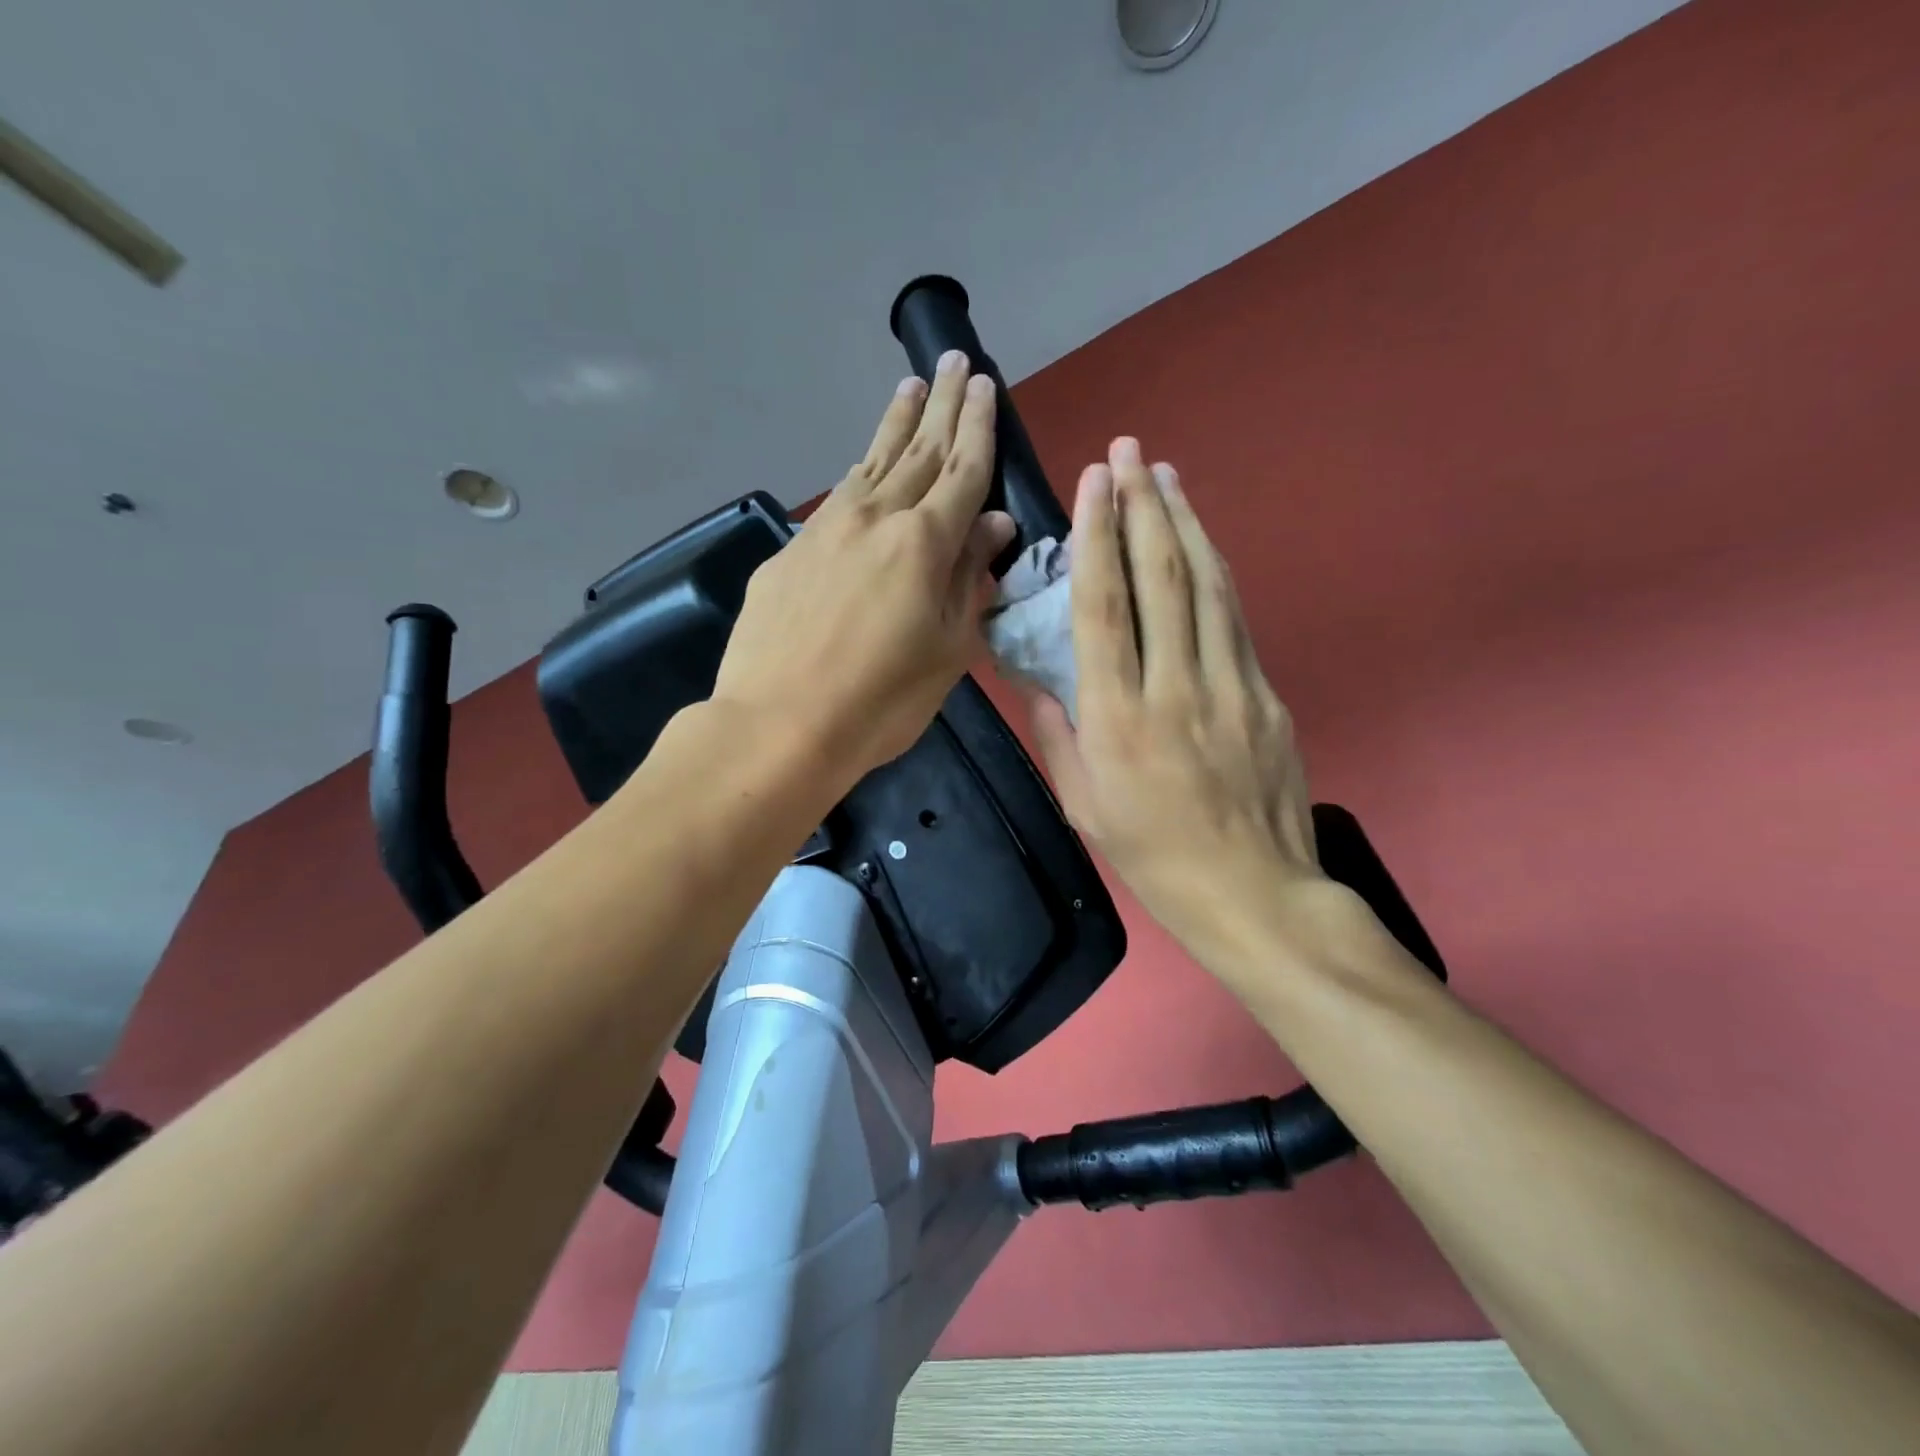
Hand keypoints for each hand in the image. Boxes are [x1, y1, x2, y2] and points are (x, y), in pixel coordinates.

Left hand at [712, 351, 1013, 787]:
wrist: (779, 724)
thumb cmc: (881, 699)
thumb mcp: (948, 649)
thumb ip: (970, 579)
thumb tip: (994, 524)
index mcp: (924, 542)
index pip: (963, 471)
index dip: (978, 427)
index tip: (984, 385)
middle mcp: (876, 518)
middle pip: (918, 452)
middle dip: (942, 406)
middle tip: (955, 362)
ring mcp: (827, 530)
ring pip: (871, 462)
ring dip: (896, 424)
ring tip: (911, 388)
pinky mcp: (791, 551)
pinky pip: (838, 498)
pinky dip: (859, 471)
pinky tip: (863, 465)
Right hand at [1024, 438, 1325, 969]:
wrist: (1253, 891)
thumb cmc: (1153, 853)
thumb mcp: (1084, 804)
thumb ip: (1056, 733)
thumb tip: (1036, 678)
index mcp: (1119, 719)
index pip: (1105, 609)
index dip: (1097, 538)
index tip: (1094, 483)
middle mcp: (1176, 688)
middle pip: (1161, 579)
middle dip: (1143, 507)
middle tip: (1131, 452)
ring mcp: (1231, 687)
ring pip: (1208, 587)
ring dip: (1186, 524)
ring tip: (1167, 476)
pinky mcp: (1267, 694)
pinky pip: (1236, 619)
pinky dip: (1216, 572)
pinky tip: (1202, 545)